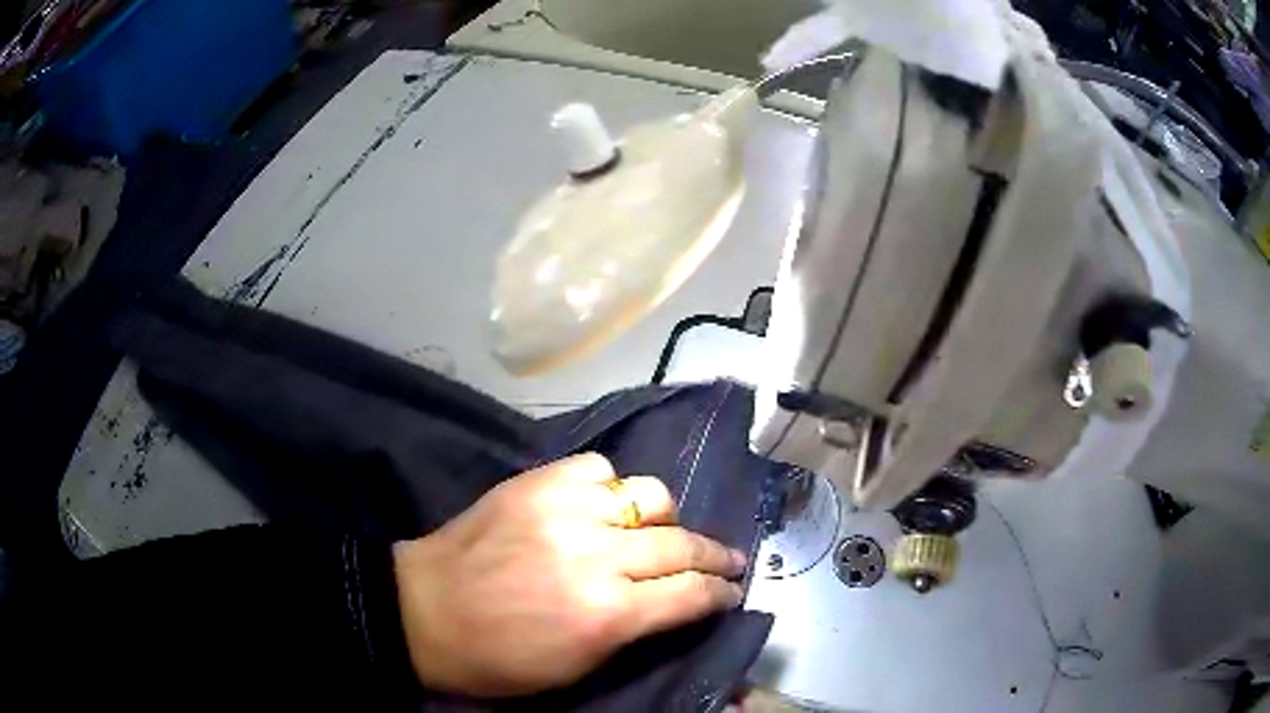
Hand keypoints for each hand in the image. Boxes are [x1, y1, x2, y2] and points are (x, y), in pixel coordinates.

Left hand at [392, 453, 747, 695]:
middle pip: (681, 543)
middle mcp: (596, 556)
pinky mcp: (537, 482)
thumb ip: (636, 631)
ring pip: (649, 496)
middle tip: (728, 560)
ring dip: (664, 519)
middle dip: (716, 555)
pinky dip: (611, 488)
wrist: (424, 611)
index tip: (733, 590)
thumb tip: (679, 603)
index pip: (691, 594)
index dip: (720, 592)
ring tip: (659, 532)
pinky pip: (600, 469)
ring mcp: (565, 510)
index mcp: (607, 614)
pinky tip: (603, 505)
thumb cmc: (500, 658)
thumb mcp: (578, 667)